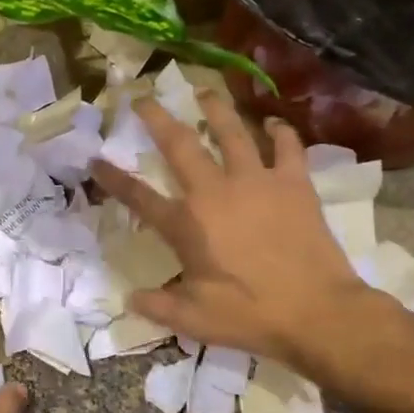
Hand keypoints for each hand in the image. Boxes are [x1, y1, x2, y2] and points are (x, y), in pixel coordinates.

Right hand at [90, 93, 384, 374]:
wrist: (318, 311)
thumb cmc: (251, 315)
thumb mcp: (193, 320)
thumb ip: (158, 306)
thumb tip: (131, 299)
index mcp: (186, 225)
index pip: (138, 196)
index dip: (112, 178)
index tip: (95, 159)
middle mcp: (215, 192)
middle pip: (179, 145)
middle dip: (157, 118)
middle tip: (144, 98)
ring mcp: (256, 182)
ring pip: (232, 132)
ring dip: (215, 110)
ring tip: (203, 92)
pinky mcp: (294, 184)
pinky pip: (286, 148)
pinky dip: (280, 133)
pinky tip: (273, 124)